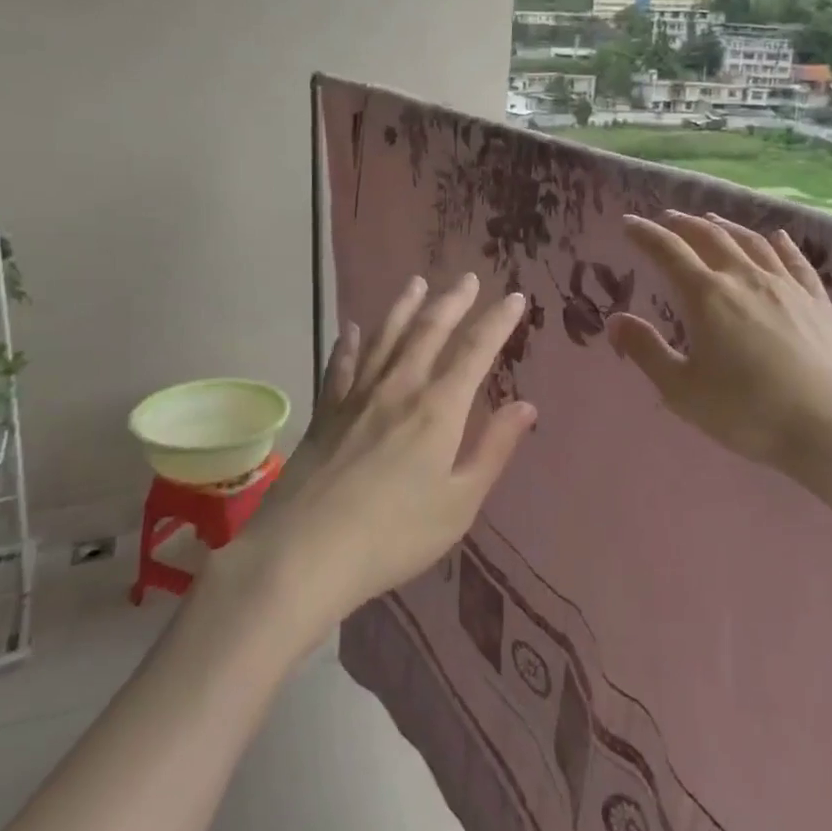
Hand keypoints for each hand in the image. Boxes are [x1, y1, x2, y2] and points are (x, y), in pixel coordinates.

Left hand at [234, 273, 536, 636]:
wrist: (305, 552)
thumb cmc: (394, 535)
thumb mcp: (459, 502)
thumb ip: (493, 449)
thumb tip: (526, 406)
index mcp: (438, 409)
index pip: (475, 351)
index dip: (497, 321)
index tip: (515, 297)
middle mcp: (399, 388)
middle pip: (429, 331)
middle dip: (452, 302)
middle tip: (467, 278)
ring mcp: (358, 395)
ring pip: (386, 337)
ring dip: (404, 307)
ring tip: (416, 283)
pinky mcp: (326, 410)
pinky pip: (341, 364)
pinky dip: (349, 342)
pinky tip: (350, 328)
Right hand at [608, 211, 831, 501]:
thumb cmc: (748, 412)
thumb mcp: (682, 390)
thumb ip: (646, 351)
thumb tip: (615, 320)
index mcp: (707, 297)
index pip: (668, 252)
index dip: (646, 235)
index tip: (629, 223)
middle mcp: (745, 278)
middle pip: (710, 238)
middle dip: (684, 225)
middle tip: (667, 218)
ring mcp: (786, 286)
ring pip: (752, 242)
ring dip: (726, 227)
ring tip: (711, 220)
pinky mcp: (818, 301)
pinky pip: (795, 261)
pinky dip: (780, 243)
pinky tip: (777, 237)